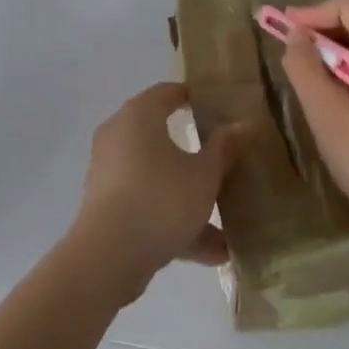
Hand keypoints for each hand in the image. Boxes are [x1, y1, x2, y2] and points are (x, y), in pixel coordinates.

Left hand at [68, 81, 243, 306]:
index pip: (168, 92)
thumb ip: (224, 148)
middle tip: (227, 159)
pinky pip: (148, 204)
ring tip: (229, 222)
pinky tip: (214, 253)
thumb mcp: (204, 175)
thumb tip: (242, 124)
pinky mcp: (107, 206)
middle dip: (196, 153)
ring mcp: (110, 172)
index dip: (195, 98)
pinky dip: (175, 221)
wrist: (108, 255)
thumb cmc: (161, 198)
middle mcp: (118, 135)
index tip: (221, 109)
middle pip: (162, 136)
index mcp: (139, 115)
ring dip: (190, 197)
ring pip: (158, 177)